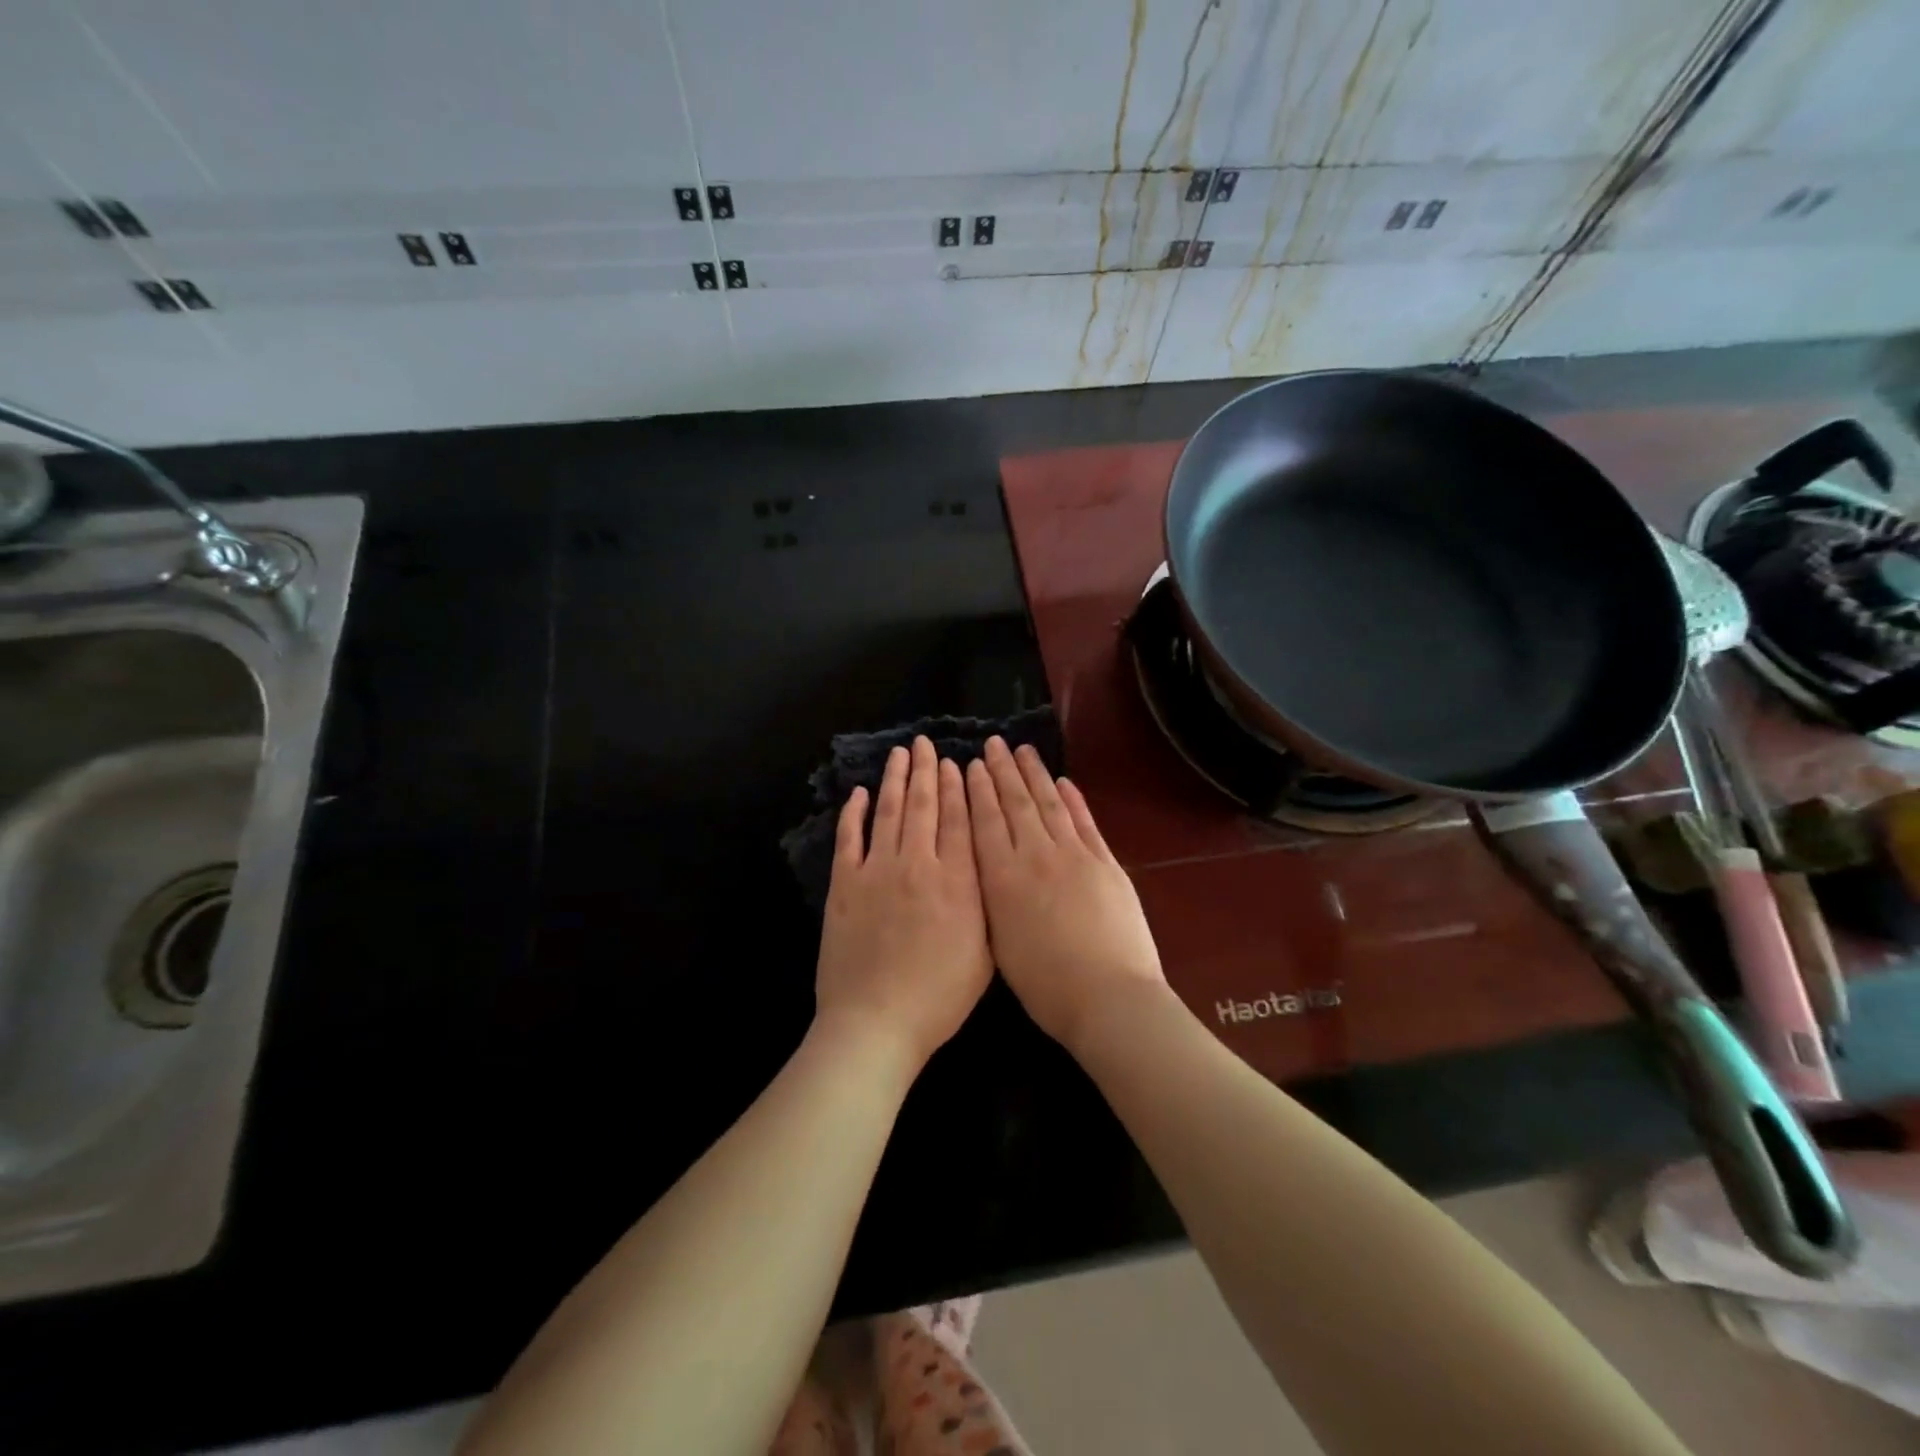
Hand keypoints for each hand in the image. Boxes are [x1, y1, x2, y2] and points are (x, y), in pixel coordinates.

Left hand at [815, 736, 992, 1069]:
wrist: (876, 1021)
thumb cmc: (939, 997)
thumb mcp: (985, 953)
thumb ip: (987, 903)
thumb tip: (987, 865)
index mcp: (957, 880)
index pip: (960, 820)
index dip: (958, 788)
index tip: (956, 762)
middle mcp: (918, 864)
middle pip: (923, 806)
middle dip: (926, 771)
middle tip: (925, 743)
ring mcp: (877, 871)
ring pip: (888, 812)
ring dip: (894, 780)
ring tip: (900, 754)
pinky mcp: (844, 885)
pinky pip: (850, 838)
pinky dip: (854, 813)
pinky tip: (858, 793)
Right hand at [966, 738, 1167, 1052]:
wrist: (1108, 997)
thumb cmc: (1046, 986)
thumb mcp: (1000, 944)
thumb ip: (991, 898)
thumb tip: (987, 867)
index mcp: (1003, 879)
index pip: (986, 823)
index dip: (978, 791)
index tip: (972, 765)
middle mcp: (1036, 856)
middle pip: (1016, 805)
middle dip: (1002, 772)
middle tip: (993, 743)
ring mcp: (1075, 855)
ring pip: (1050, 805)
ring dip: (1035, 775)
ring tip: (1023, 751)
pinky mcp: (1106, 863)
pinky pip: (1085, 822)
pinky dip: (1073, 799)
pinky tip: (1064, 782)